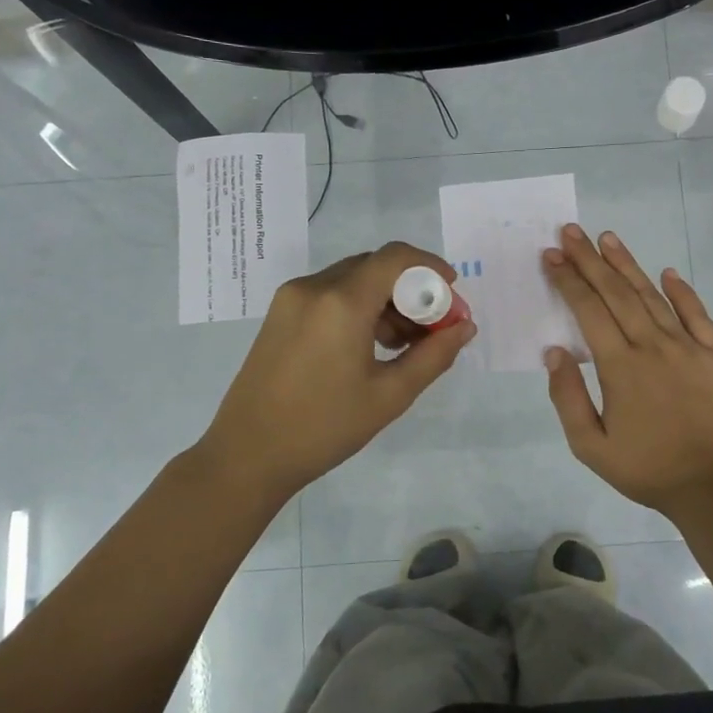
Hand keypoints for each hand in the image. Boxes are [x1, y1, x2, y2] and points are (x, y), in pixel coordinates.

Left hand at [198, 242, 475, 499]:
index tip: (452, 294)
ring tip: (404, 344)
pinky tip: (370, 346)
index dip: (431, 267)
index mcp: (341, 302)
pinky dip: (359, 308)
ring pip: (352, 280)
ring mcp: (291, 299)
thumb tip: (465, 328)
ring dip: (385, 300)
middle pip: (375, 266)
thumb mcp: (389, 395)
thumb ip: (433, 356)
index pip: (395, 258)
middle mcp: (313, 287)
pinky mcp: (280, 315)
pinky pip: (330, 295)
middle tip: (433, 327)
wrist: (247, 455)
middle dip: (411, 289)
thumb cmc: (324, 427)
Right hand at [542, 225, 712, 517]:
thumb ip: (568, 398)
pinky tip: (668, 273)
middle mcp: (653, 346)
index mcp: (620, 366)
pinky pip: (698, 315)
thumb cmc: (647, 469)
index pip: (588, 310)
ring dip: (629, 266)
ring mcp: (689, 347)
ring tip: (608, 238)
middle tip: (572, 232)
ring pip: (653, 296)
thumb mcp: (591, 446)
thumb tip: (555, 353)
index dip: (568, 280)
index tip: (552, 256)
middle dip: (591, 260)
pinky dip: (682, 292)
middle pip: (617, 293)